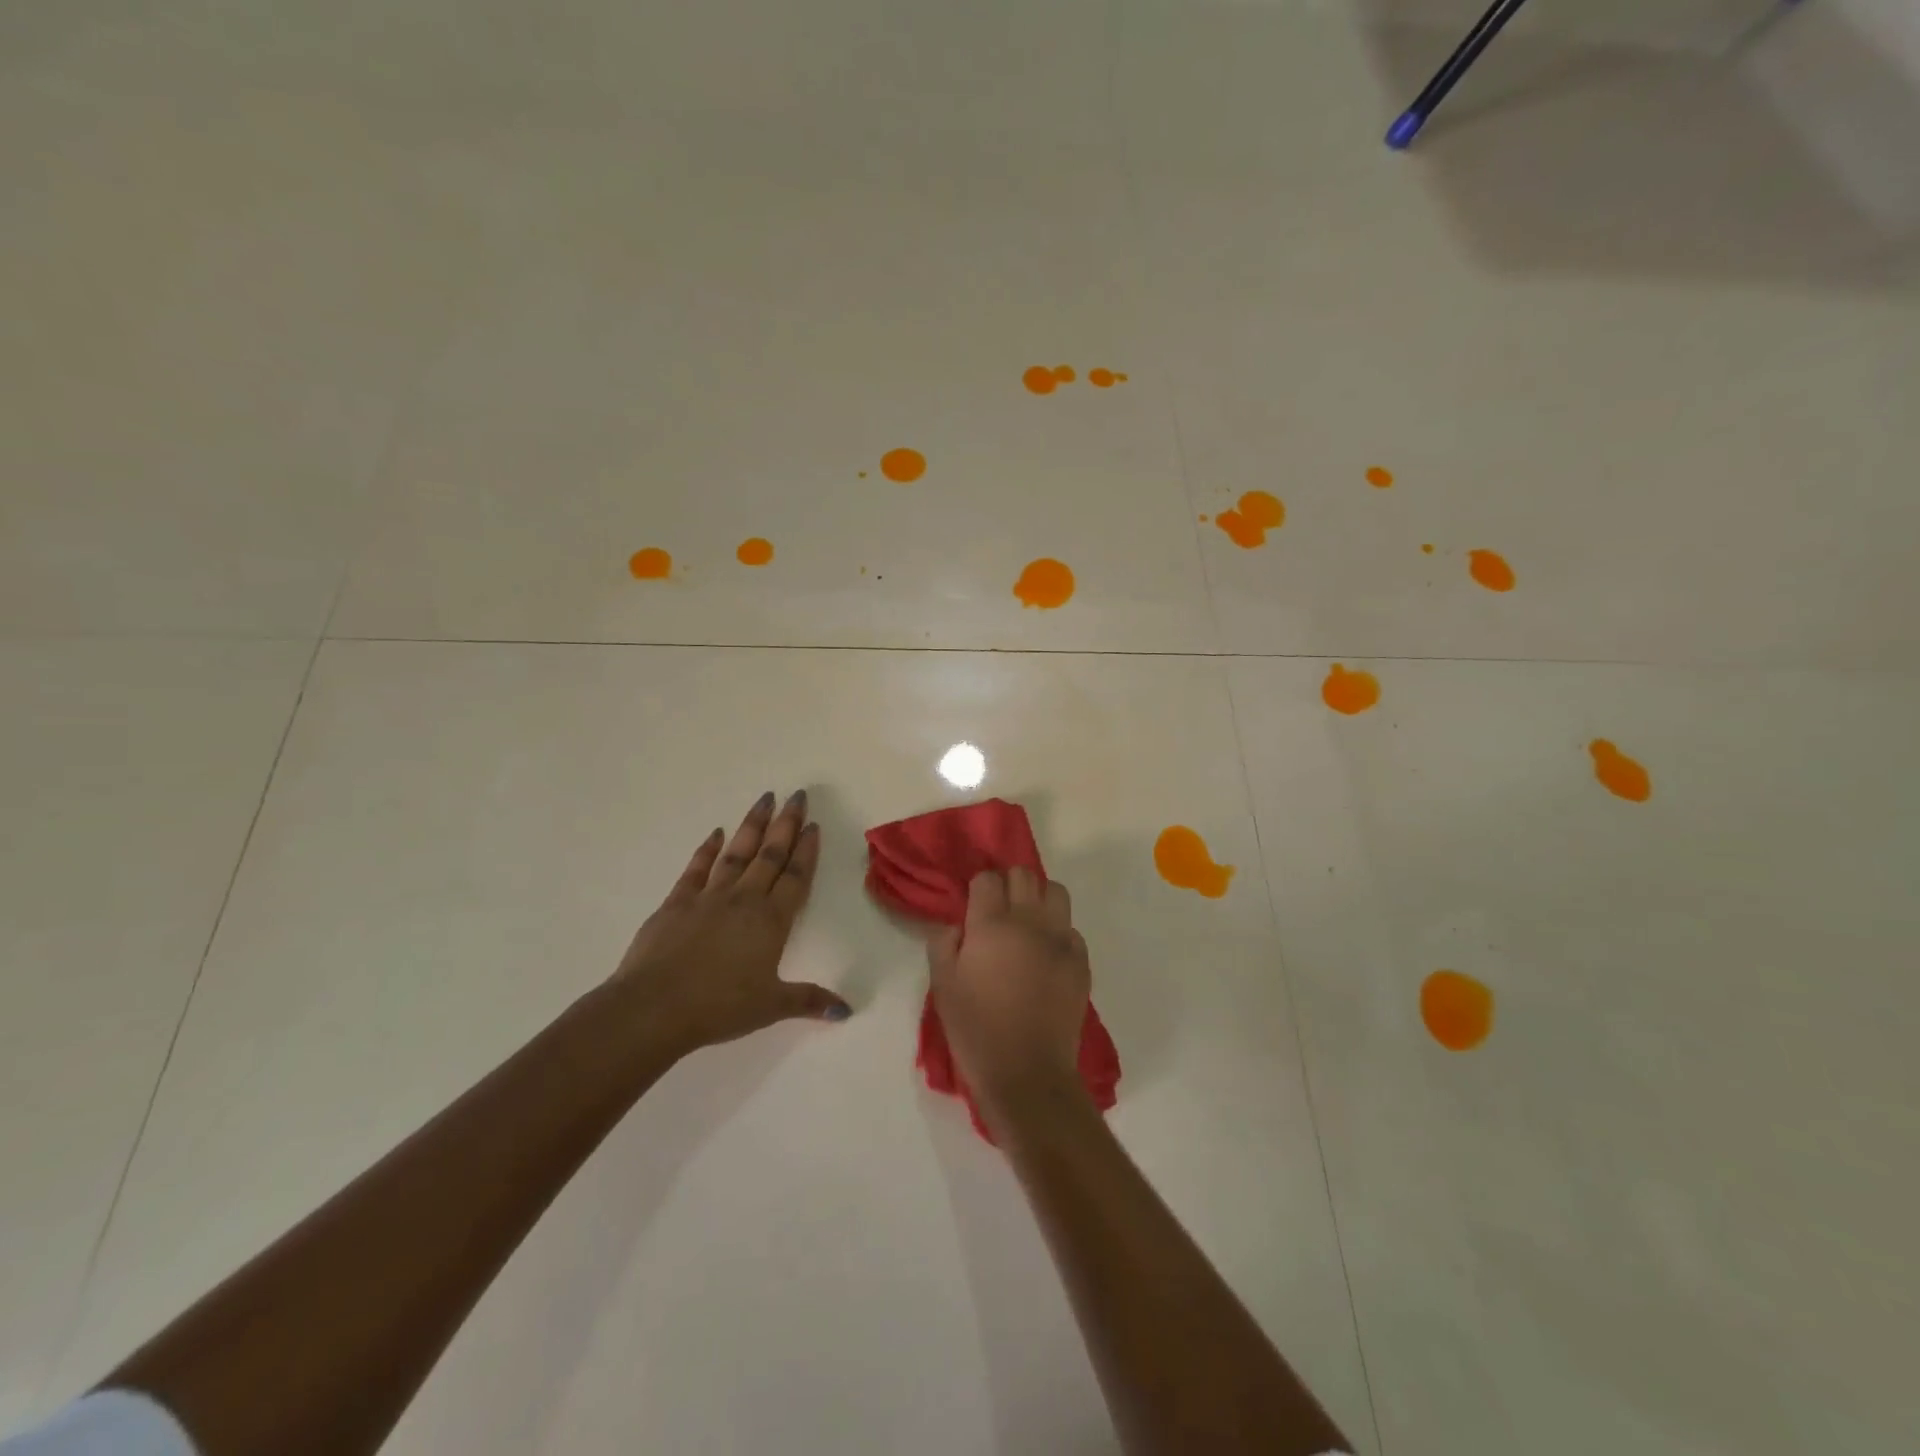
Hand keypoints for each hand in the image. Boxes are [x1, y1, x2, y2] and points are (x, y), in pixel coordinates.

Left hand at [613, 790, 849, 1056]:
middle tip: (796, 795)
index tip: (813, 824)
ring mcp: (708, 896)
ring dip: (752, 825)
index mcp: (771, 921)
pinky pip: (697, 868)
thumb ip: (809, 1001)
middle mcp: (744, 899)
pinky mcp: (677, 902)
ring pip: (737, 852)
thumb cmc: (719, 1007)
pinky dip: (707, 849)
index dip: (807, 850)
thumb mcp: (771, 1007)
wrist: (654, 1007)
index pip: (796, 876)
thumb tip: (846, 1010)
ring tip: (764, 799)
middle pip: (770, 854)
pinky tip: (715, 833)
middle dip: (785, 824)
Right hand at [927, 868, 1091, 1128]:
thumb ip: (944, 943)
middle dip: (1008, 884)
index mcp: (991, 925)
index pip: (987, 879)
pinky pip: (1071, 930)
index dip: (978, 888)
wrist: (1027, 1073)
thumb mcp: (943, 986)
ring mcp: (1060, 940)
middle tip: (998, 911)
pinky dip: (1058, 934)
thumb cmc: (976, 1030)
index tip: (973, 907)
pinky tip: (1046, 957)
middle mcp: (1030, 922)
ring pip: (1055, 892)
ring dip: (1039, 898)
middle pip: (1023, 874)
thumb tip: (955, 925)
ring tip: (1027, 924)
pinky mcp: (1081, 962)